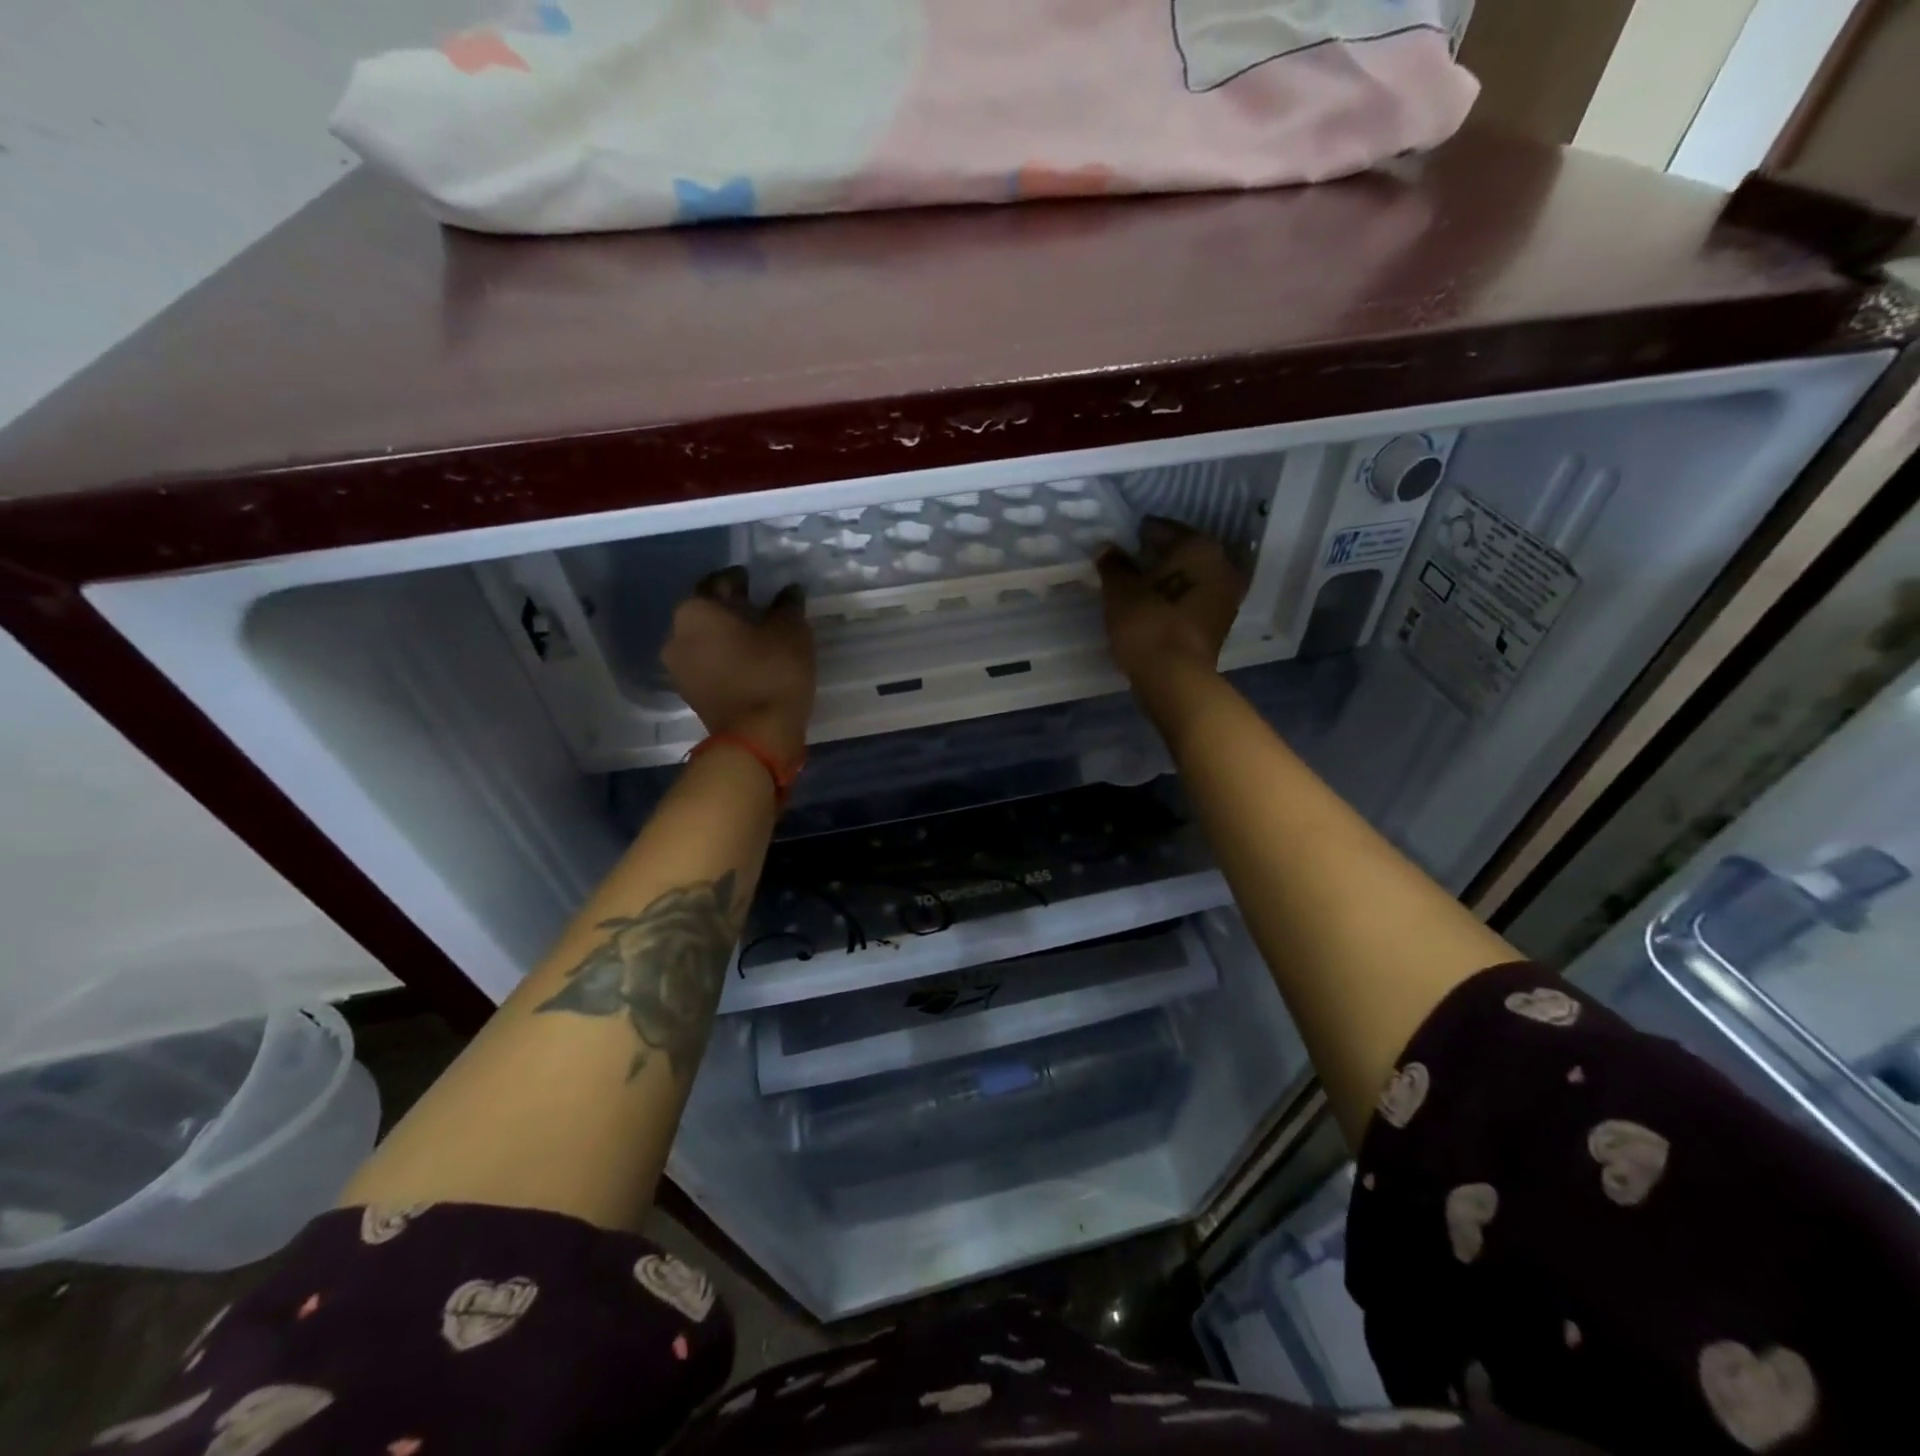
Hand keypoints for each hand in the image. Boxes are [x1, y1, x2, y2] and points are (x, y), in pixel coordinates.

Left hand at [662, 567, 814, 762]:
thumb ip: (788, 605)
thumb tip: (789, 591)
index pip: (718, 582)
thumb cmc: (772, 673)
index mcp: (696, 610)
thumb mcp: (791, 631)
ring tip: (756, 639)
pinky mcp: (689, 694)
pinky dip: (724, 659)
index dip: (740, 580)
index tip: (756, 582)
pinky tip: (749, 663)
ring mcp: (678, 668)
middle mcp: (676, 634)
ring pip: (704, 640)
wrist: (757, 737)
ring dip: (726, 637)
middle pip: (706, 612)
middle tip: (759, 610)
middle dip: (730, 609)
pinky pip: (707, 664)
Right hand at [1095, 517, 1247, 689]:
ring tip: (1134, 588)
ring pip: (1188, 577)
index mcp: (1200, 547)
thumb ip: (1113, 565)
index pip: (1162, 529)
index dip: (1136, 536)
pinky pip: (1191, 599)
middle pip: (1180, 553)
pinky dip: (1173, 599)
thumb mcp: (1120, 592)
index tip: (1117, 545)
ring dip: (1165, 580)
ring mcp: (1225, 596)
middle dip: (1154, 557)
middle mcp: (1222, 564)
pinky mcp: (1219, 622)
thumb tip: (1107, 547)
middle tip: (1124, 565)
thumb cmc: (1148, 626)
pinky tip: (1150, 607)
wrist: (1176, 680)